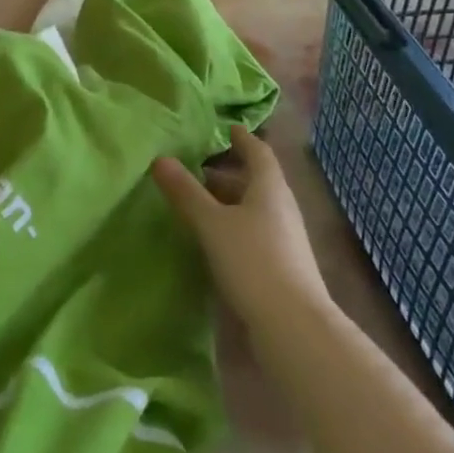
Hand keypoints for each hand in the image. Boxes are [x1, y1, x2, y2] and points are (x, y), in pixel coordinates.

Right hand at [152, 127, 331, 340]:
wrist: (293, 324)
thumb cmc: (252, 260)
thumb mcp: (212, 224)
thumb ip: (186, 192)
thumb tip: (160, 158)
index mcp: (269, 187)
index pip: (258, 151)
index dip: (242, 139)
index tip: (227, 127)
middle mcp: (281, 206)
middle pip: (255, 180)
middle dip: (227, 173)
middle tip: (196, 169)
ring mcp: (284, 237)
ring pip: (254, 208)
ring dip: (228, 201)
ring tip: (197, 204)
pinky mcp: (281, 264)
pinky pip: (254, 231)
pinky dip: (233, 225)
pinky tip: (213, 239)